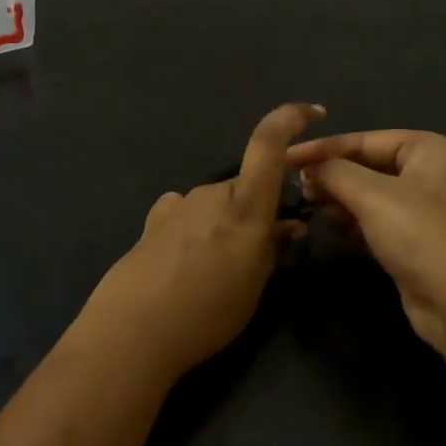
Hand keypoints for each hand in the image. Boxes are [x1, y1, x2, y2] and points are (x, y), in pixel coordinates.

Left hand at [74, 103, 324, 378]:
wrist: (132, 331)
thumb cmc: (206, 314)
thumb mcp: (253, 287)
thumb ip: (273, 249)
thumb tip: (289, 226)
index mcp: (244, 206)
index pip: (268, 144)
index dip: (290, 118)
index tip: (312, 113)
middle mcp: (211, 194)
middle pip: (246, 186)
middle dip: (258, 209)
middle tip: (260, 253)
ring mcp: (178, 205)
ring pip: (217, 203)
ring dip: (226, 224)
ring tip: (218, 270)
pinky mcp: (154, 221)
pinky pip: (187, 213)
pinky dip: (197, 227)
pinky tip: (187, 259)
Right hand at [287, 129, 445, 357]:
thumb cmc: (420, 234)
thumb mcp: (372, 194)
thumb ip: (334, 172)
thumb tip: (308, 168)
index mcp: (428, 149)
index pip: (365, 139)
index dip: (323, 148)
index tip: (287, 158)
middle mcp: (429, 174)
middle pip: (367, 166)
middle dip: (332, 176)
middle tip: (297, 187)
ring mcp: (424, 210)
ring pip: (369, 195)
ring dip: (340, 200)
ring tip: (311, 206)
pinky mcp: (414, 241)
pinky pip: (375, 221)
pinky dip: (353, 221)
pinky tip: (332, 226)